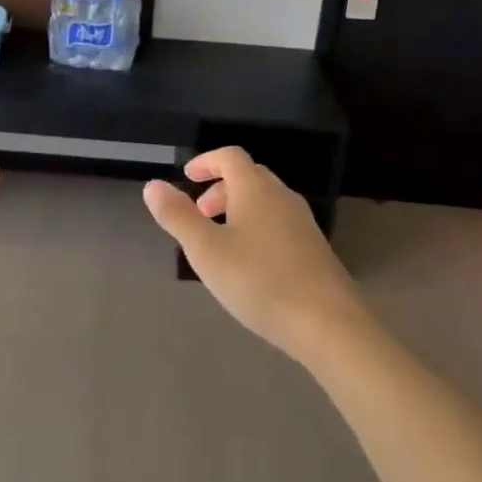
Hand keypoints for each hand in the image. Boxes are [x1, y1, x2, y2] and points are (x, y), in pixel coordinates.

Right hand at [143, 147, 367, 362]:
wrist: (329, 324)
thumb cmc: (260, 280)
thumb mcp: (207, 251)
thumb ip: (178, 216)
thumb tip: (152, 185)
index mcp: (255, 188)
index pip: (230, 156)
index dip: (206, 161)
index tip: (187, 176)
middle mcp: (282, 196)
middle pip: (249, 177)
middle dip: (220, 188)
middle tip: (200, 213)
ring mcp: (303, 222)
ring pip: (265, 201)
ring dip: (238, 209)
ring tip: (220, 241)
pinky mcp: (315, 248)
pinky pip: (278, 223)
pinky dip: (257, 227)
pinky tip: (250, 264)